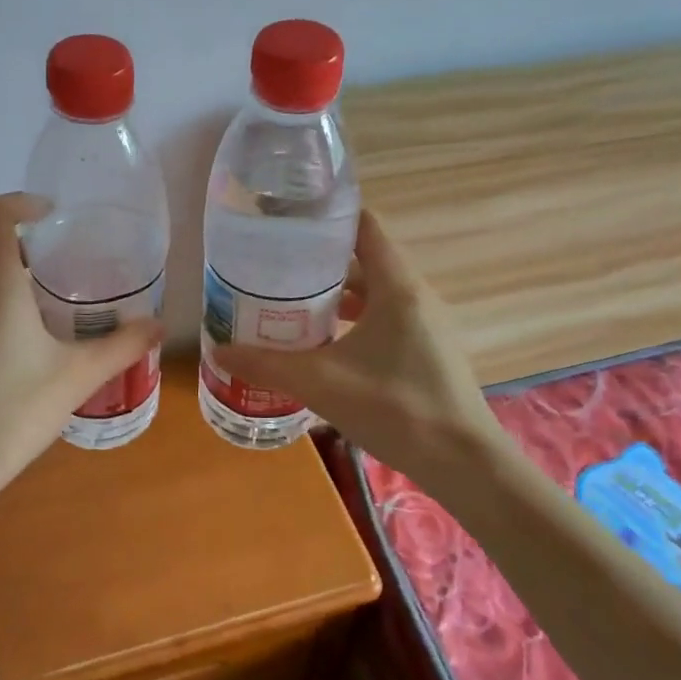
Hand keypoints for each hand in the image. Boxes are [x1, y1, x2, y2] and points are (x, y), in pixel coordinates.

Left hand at [0, 192, 162, 515]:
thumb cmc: (9, 412)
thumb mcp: (76, 379)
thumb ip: (121, 347)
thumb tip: (158, 325)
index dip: (19, 202)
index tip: (53, 217)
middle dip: (34, 256)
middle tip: (74, 277)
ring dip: (17, 293)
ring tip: (56, 322)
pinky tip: (24, 363)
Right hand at [212, 210, 501, 475]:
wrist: (463, 463)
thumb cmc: (395, 407)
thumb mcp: (321, 383)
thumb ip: (266, 364)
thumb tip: (218, 351)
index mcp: (396, 286)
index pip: (363, 226)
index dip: (326, 215)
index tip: (285, 218)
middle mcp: (414, 295)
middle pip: (362, 259)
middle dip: (317, 260)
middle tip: (272, 264)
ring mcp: (423, 324)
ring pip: (371, 293)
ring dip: (333, 294)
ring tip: (287, 301)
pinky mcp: (423, 350)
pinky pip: (381, 318)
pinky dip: (350, 320)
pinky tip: (320, 342)